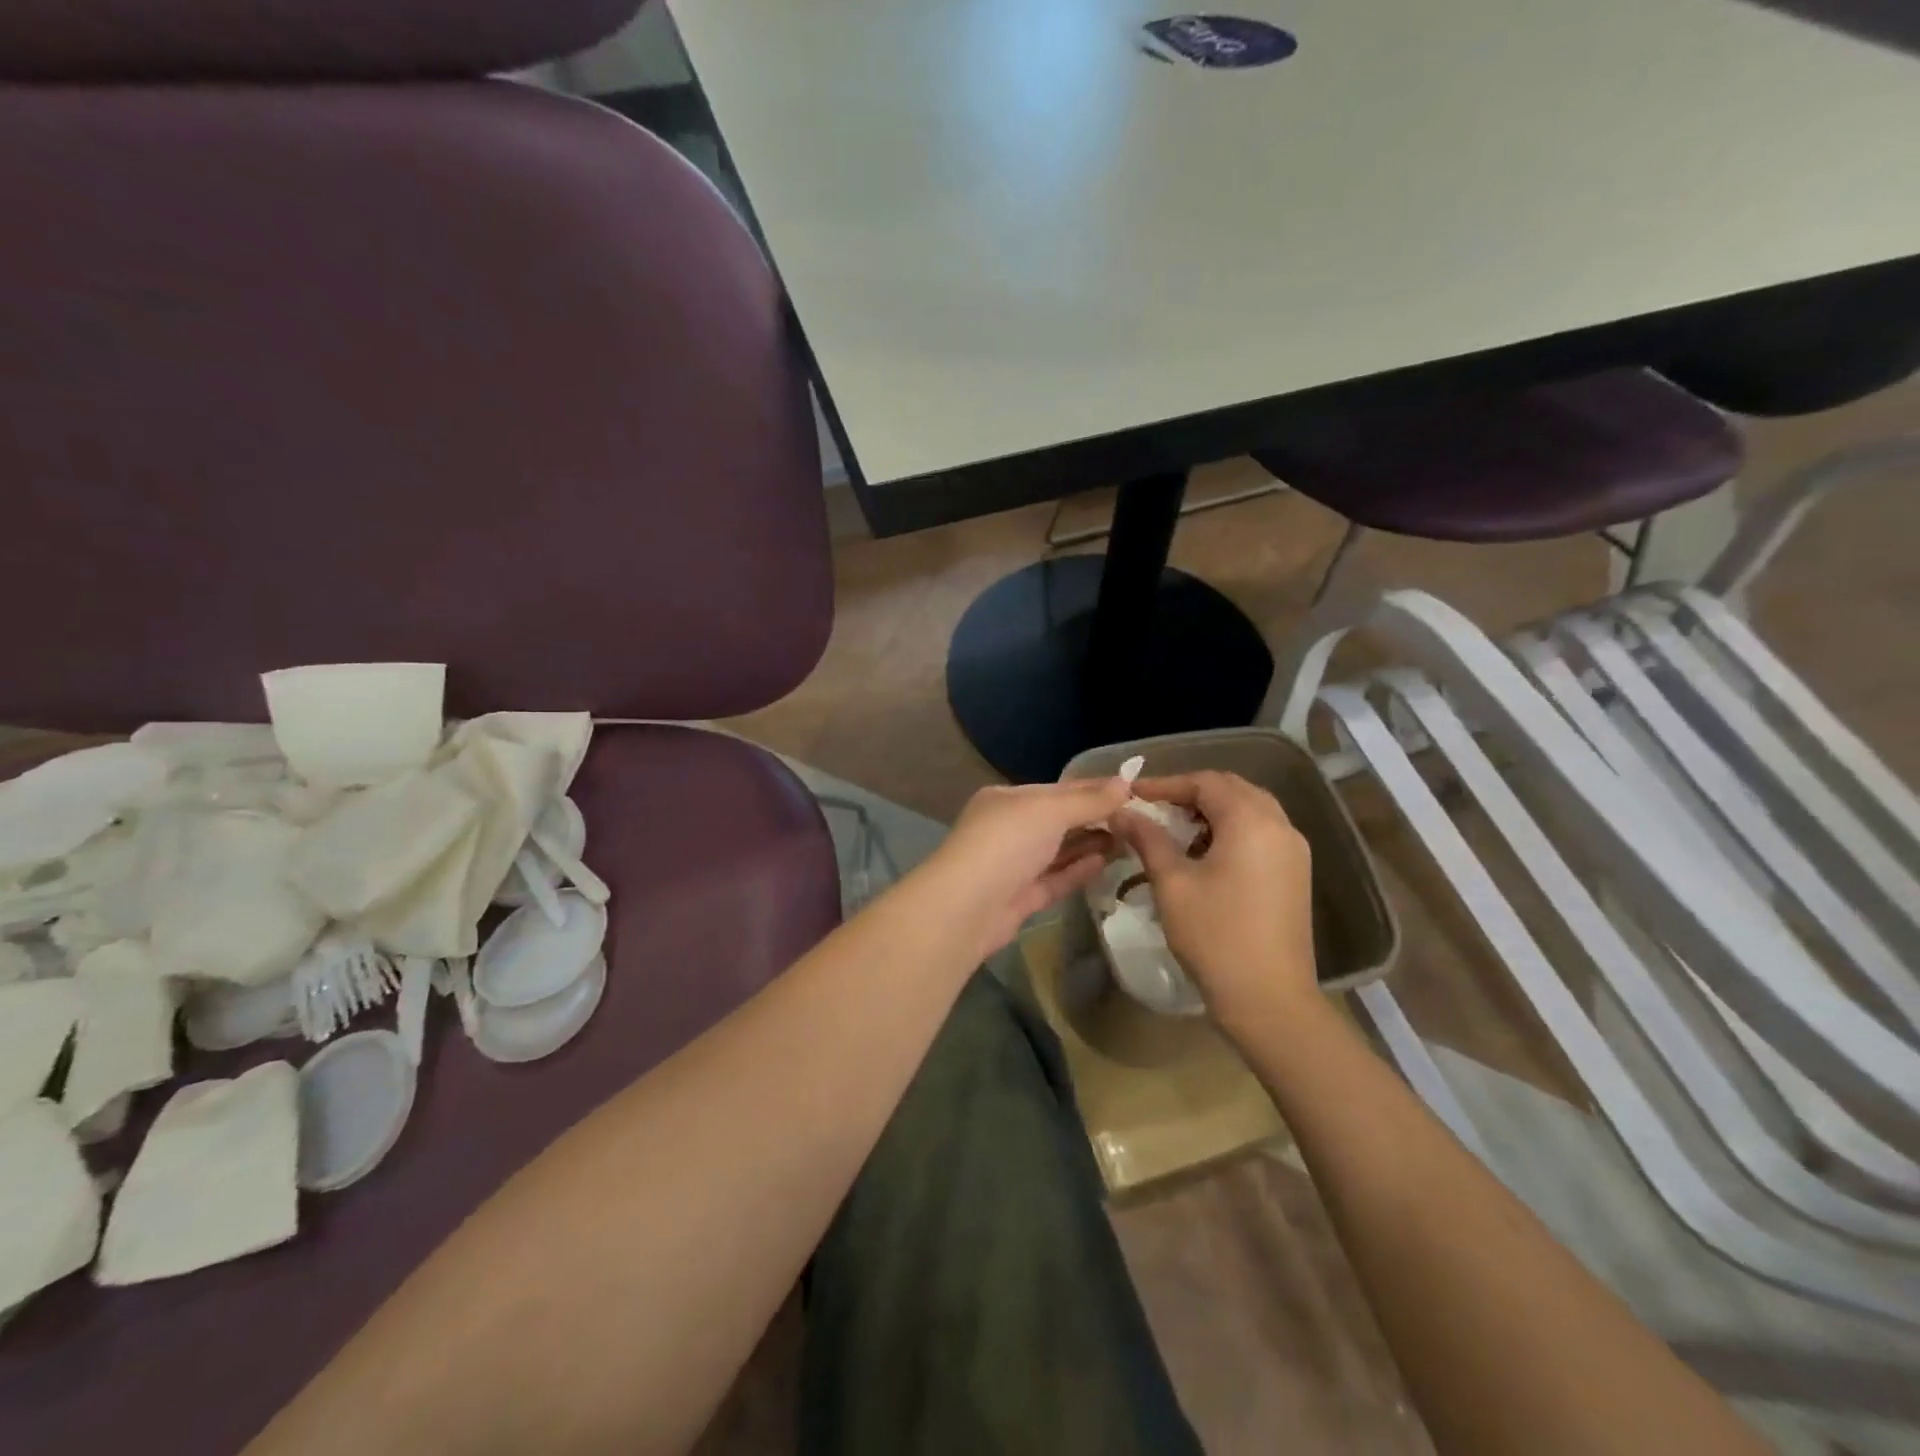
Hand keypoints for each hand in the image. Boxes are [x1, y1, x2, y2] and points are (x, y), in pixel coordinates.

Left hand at [915, 778, 1131, 959]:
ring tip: (1127, 841)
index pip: (1057, 790)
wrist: (967, 906)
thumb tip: (1125, 783)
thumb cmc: (1007, 843)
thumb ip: (1088, 800)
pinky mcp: (1019, 898)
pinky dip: (1077, 870)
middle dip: (1093, 819)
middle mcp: (1008, 829)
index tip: (1131, 791)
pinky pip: (1054, 879)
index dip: (1093, 789)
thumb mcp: (1050, 810)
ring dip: (1089, 845)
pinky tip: (1105, 863)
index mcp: (1007, 799)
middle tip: (1136, 821)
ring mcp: (1012, 865)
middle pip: (1057, 821)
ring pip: (1057, 851)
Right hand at [1111, 771, 1317, 1033]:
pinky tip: (1205, 855)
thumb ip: (1147, 838)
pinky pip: (1261, 833)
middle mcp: (1280, 826)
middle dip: (1191, 793)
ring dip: (1212, 812)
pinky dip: (1231, 831)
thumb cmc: (1215, 935)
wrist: (1269, 999)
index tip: (1133, 795)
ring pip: (1250, 810)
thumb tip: (1121, 811)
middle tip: (1154, 807)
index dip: (1166, 784)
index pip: (1205, 782)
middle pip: (1232, 790)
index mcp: (1251, 821)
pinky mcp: (1295, 874)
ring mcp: (1294, 851)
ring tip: (1175, 831)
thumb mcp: (1172, 883)